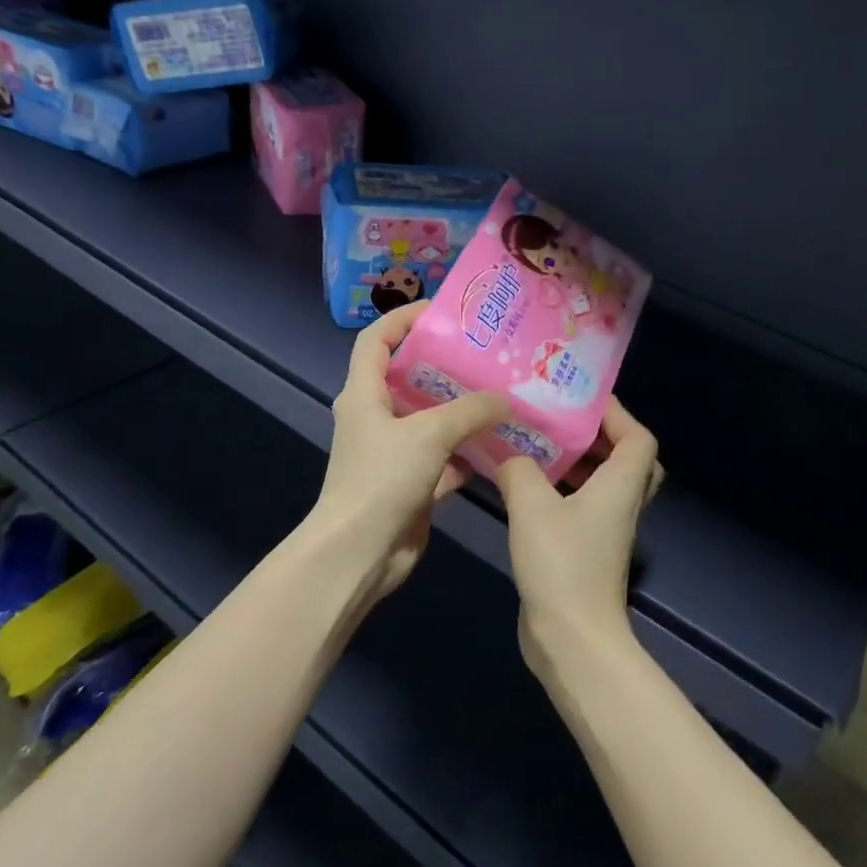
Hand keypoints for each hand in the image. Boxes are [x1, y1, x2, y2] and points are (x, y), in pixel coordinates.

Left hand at [311, 302, 509, 599]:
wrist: (360, 554)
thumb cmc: (382, 480)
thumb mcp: (429, 433)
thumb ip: (470, 410)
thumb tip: (506, 399)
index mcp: (363, 394)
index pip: (377, 339)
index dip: (404, 318)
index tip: (443, 311)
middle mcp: (375, 418)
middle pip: (409, 377)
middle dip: (445, 364)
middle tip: (486, 353)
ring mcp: (393, 453)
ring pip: (430, 420)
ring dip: (461, 409)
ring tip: (501, 393)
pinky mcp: (411, 484)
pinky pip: (444, 458)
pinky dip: (468, 452)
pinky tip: (501, 446)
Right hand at [497, 400, 661, 670]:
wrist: (571, 637)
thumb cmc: (561, 564)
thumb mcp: (531, 505)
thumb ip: (518, 468)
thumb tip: (509, 456)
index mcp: (621, 486)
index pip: (638, 438)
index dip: (618, 414)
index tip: (582, 399)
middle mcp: (622, 504)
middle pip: (629, 460)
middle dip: (600, 436)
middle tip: (564, 423)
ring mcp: (608, 531)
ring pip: (605, 484)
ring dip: (580, 463)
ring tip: (541, 446)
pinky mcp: (589, 551)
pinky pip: (585, 506)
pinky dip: (565, 490)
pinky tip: (528, 487)